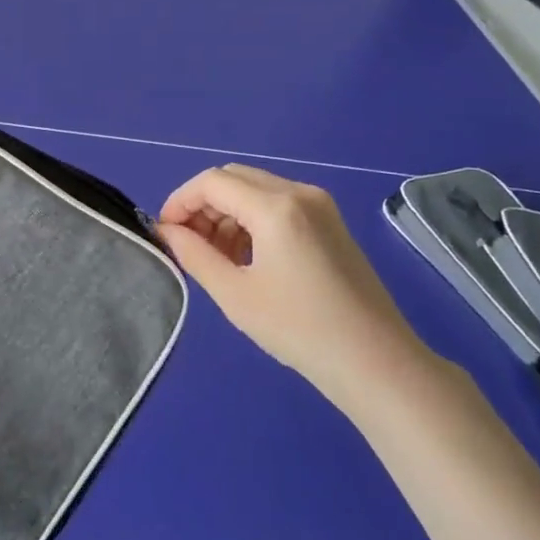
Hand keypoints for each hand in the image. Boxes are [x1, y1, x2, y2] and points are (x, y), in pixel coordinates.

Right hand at [159, 165, 433, 412]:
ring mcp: (320, 205)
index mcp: (276, 207)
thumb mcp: (235, 294)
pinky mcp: (330, 221)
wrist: (375, 361)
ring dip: (226, 213)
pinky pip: (277, 204)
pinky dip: (251, 220)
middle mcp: (299, 192)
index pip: (212, 182)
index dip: (180, 201)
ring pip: (255, 189)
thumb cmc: (299, 329)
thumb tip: (166, 232)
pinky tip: (246, 258)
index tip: (165, 233)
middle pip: (233, 178)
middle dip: (203, 205)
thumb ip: (194, 255)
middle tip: (188, 245)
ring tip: (216, 258)